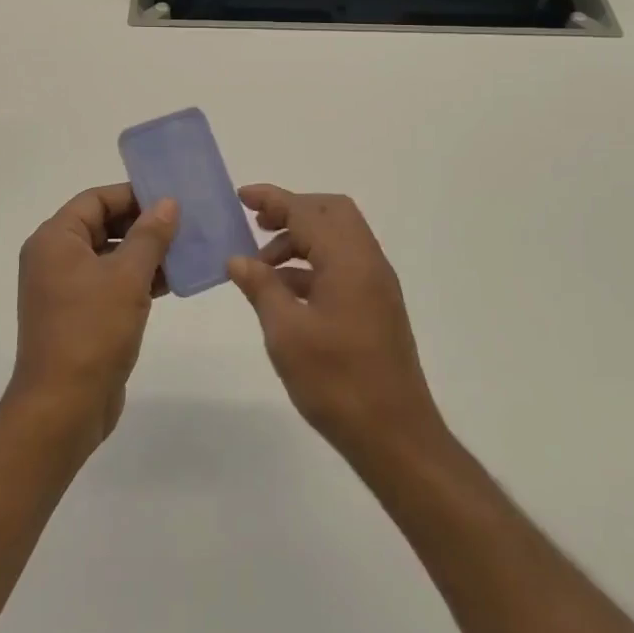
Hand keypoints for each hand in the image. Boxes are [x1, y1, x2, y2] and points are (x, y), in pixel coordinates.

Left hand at [6, 184, 177, 458]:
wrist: (63, 407)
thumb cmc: (92, 331)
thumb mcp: (127, 277)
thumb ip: (150, 236)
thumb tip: (167, 203)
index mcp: (55, 240)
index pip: (96, 199)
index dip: (132, 195)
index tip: (170, 198)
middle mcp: (54, 258)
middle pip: (102, 225)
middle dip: (143, 224)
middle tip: (184, 224)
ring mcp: (65, 289)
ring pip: (109, 256)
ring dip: (145, 253)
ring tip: (186, 250)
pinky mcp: (79, 315)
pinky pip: (110, 283)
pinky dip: (137, 279)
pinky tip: (172, 282)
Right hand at [227, 185, 443, 465]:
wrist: (395, 435)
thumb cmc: (337, 381)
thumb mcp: (286, 333)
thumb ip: (261, 288)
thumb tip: (238, 259)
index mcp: (348, 260)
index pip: (306, 211)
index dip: (272, 199)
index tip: (241, 196)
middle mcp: (368, 261)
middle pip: (330, 213)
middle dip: (292, 211)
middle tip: (257, 226)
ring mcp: (376, 284)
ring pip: (337, 238)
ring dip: (300, 240)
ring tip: (263, 268)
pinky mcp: (376, 306)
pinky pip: (342, 265)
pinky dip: (313, 264)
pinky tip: (285, 292)